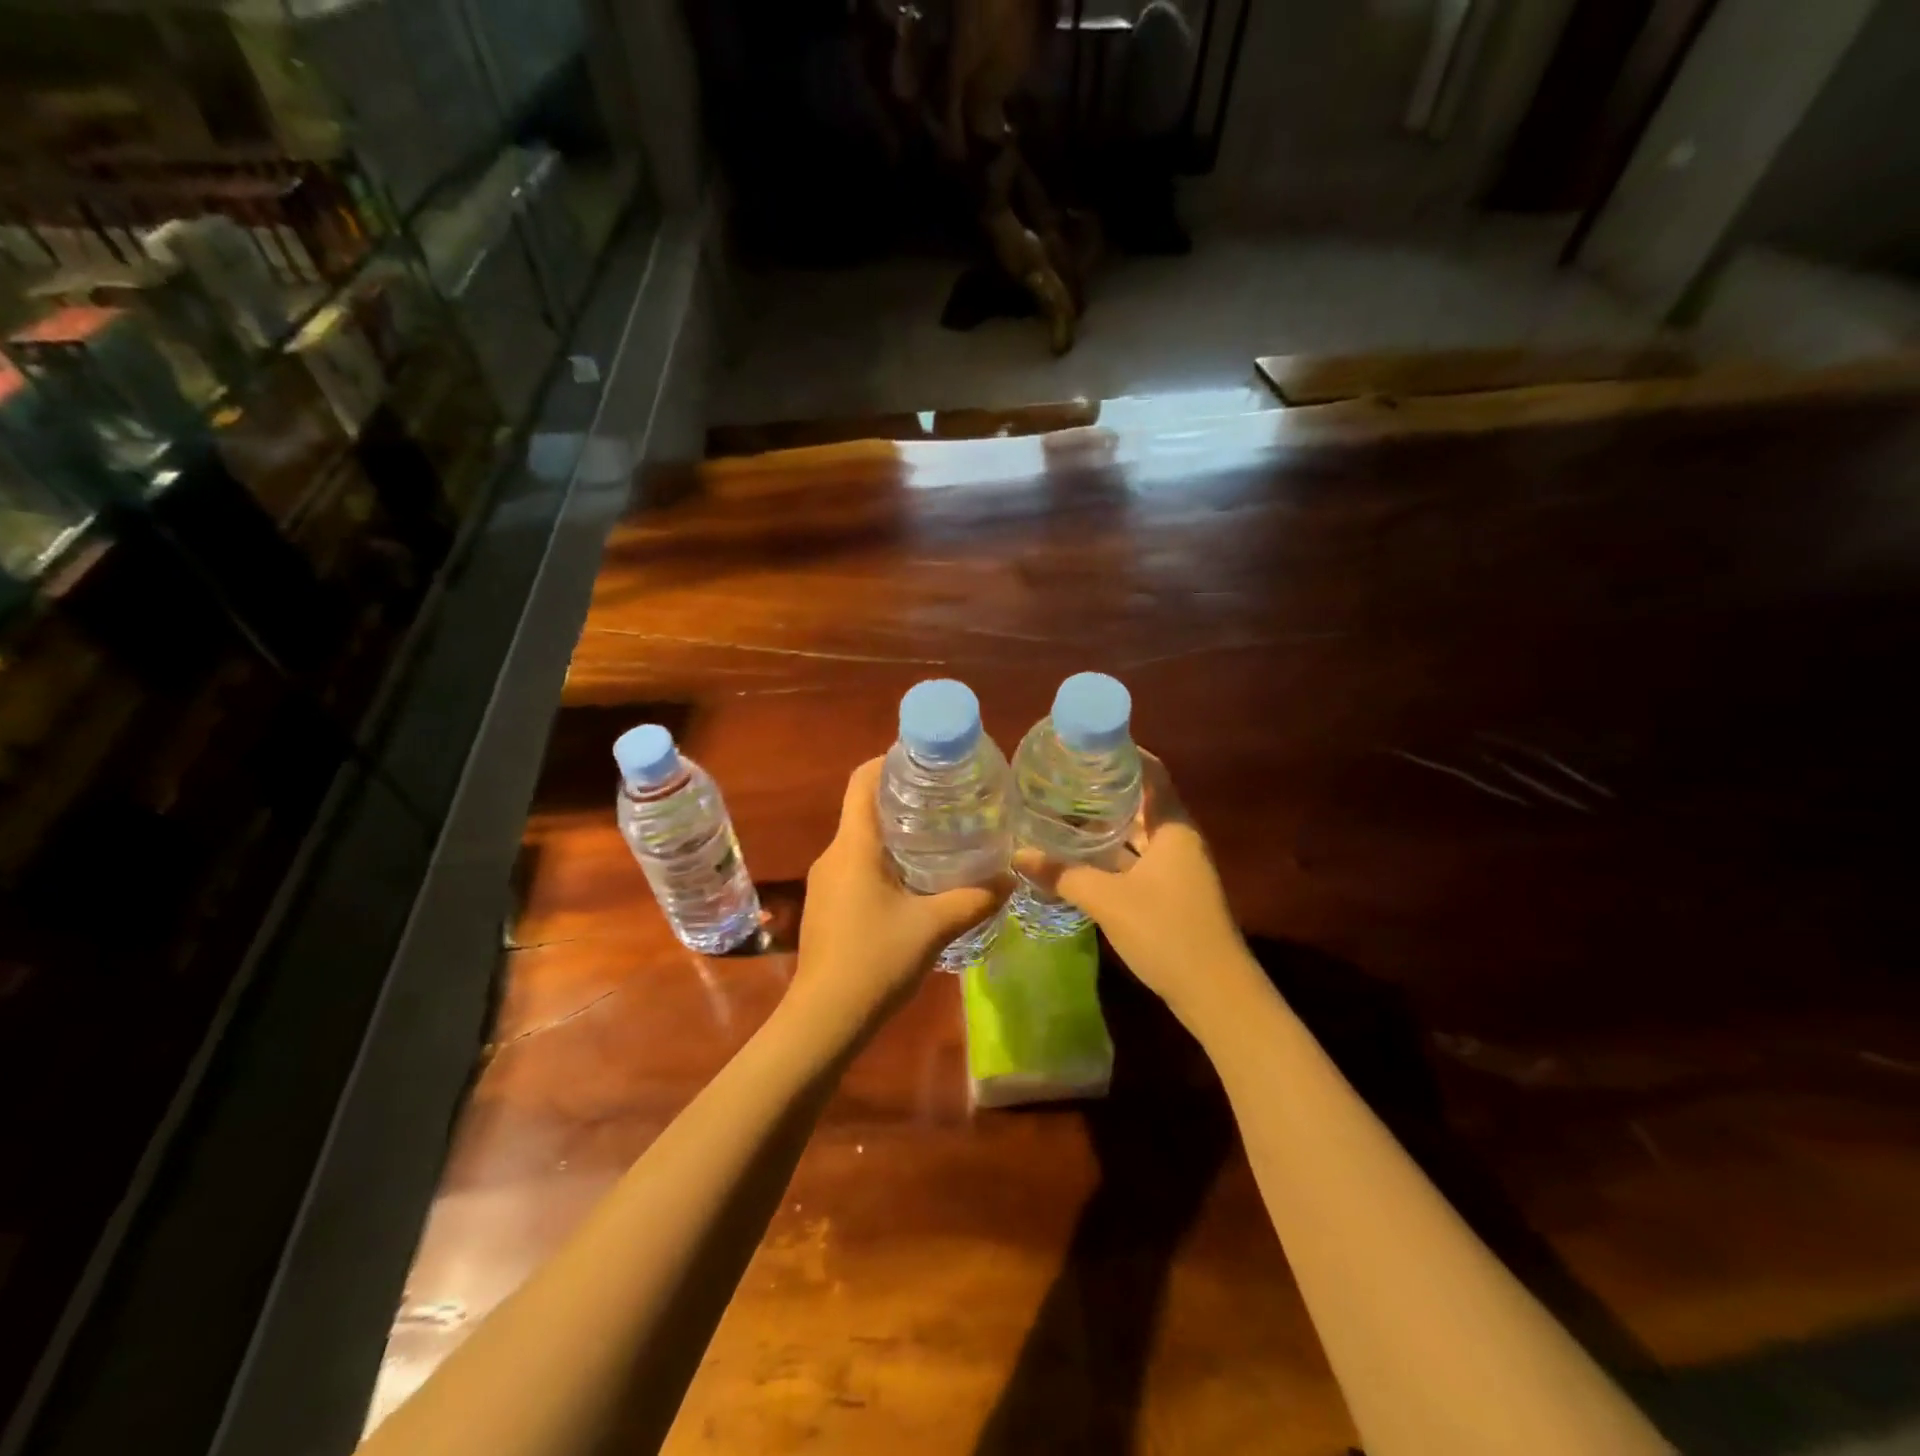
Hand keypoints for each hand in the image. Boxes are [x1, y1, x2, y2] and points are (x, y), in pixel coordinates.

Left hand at [788, 759, 1005, 1036]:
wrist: (824, 1019)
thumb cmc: (875, 961)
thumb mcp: (933, 926)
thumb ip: (974, 898)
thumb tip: (1011, 877)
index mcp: (853, 846)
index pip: (862, 781)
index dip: (890, 760)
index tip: (926, 760)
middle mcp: (834, 855)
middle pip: (865, 808)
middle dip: (904, 798)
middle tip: (948, 799)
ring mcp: (826, 881)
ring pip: (862, 841)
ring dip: (896, 833)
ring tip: (940, 836)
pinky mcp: (827, 905)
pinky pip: (857, 866)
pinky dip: (885, 861)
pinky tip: (916, 881)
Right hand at [1018, 753, 1252, 1029]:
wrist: (1216, 993)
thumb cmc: (1167, 932)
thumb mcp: (1108, 900)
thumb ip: (1063, 875)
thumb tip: (1017, 854)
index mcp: (1173, 827)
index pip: (1151, 772)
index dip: (1122, 752)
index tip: (1085, 743)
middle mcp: (1178, 839)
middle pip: (1142, 800)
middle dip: (1105, 787)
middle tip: (1061, 775)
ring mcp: (1177, 868)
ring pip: (1138, 833)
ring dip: (1106, 823)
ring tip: (1062, 808)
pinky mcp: (1171, 892)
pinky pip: (1137, 858)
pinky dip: (1112, 853)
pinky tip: (1080, 856)